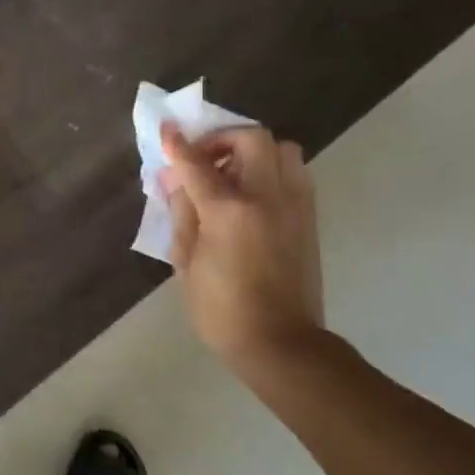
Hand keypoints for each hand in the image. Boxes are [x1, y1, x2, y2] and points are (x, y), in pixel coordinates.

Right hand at [164, 124, 324, 372]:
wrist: (280, 343)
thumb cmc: (221, 308)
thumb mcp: (186, 260)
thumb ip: (183, 212)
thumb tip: (178, 181)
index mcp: (230, 210)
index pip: (198, 163)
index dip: (178, 144)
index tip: (166, 130)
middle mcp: (267, 198)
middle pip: (252, 139)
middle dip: (222, 139)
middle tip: (203, 160)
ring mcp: (294, 206)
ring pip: (282, 150)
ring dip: (253, 152)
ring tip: (231, 176)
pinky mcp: (308, 219)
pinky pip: (294, 174)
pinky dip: (271, 170)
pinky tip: (250, 195)